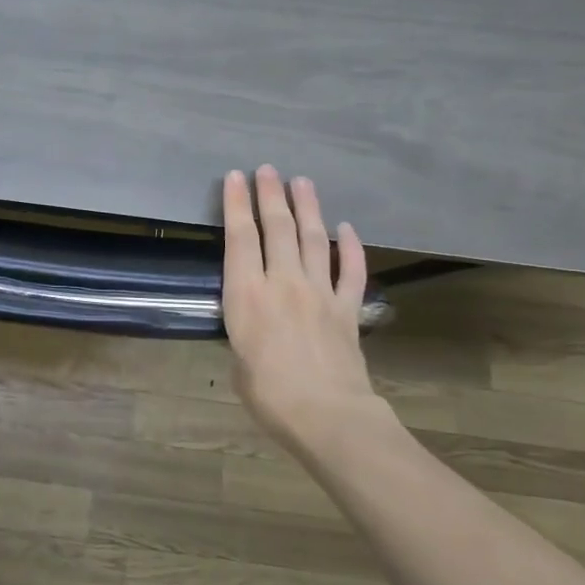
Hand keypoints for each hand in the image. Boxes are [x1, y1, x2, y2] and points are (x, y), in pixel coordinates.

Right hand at [222, 165, 377, 451]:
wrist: (326, 414)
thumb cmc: (269, 394)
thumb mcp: (239, 361)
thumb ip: (246, 332)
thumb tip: (256, 327)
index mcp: (246, 295)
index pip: (240, 238)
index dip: (236, 205)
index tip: (235, 178)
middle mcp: (282, 283)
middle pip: (277, 228)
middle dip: (270, 195)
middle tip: (267, 170)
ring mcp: (319, 292)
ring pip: (312, 239)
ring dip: (307, 208)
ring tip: (302, 181)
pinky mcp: (347, 308)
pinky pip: (350, 271)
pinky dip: (350, 247)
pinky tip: (347, 229)